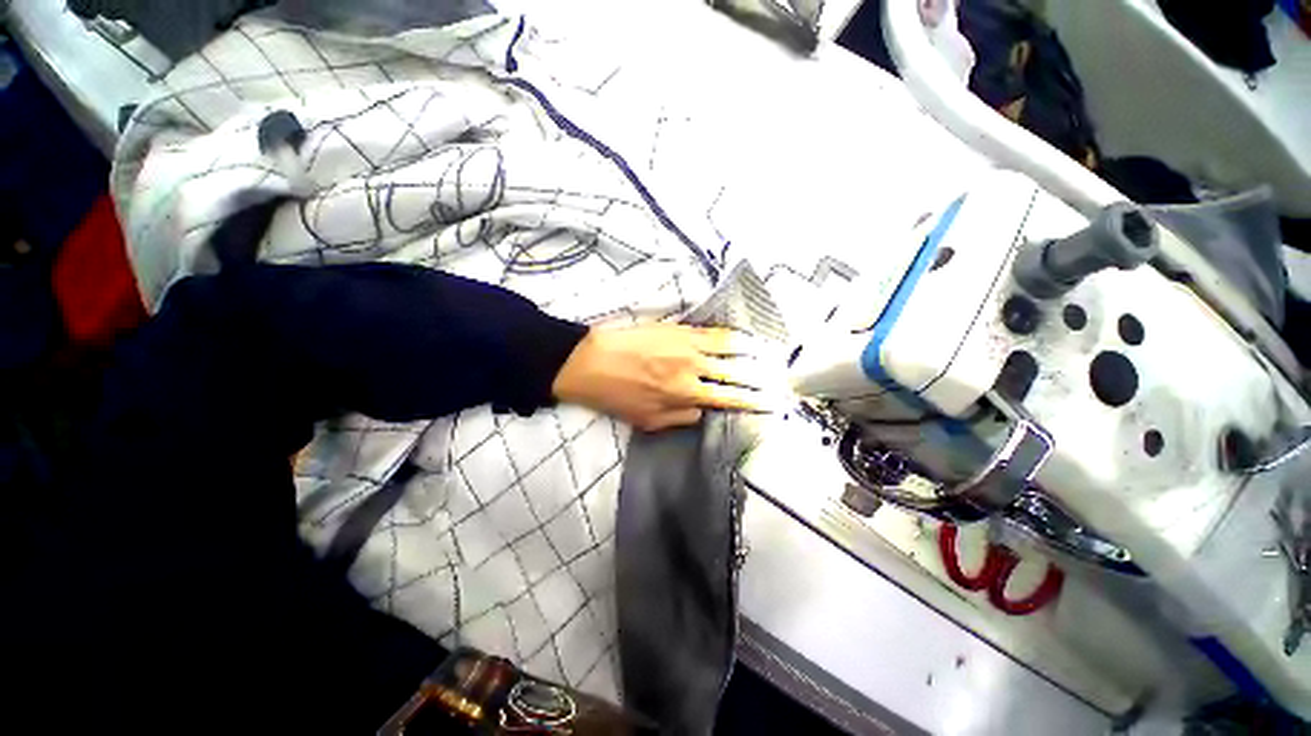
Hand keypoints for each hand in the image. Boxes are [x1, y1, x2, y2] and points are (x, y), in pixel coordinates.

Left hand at [551, 323, 788, 431]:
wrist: (591, 361)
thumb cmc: (617, 395)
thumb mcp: (649, 420)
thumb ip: (683, 417)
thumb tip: (706, 410)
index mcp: (685, 395)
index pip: (729, 399)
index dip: (754, 401)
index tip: (772, 403)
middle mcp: (693, 368)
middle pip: (736, 372)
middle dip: (762, 377)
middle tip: (781, 379)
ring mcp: (687, 344)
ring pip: (729, 347)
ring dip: (753, 352)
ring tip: (771, 354)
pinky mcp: (678, 328)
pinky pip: (711, 330)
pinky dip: (730, 335)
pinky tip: (742, 336)